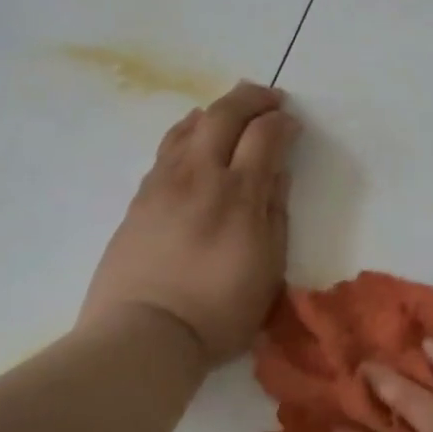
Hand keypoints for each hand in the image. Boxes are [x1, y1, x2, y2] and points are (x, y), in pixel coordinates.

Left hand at [80, 82, 297, 363]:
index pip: (264, 135)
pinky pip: (167, 148)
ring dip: (216, 110)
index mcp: (239, 194)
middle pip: (224, 115)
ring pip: (189, 126)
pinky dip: (187, 131)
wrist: (144, 334)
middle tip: (270, 98)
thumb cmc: (219, 311)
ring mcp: (163, 183)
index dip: (282, 122)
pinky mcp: (139, 198)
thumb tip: (278, 173)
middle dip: (251, 98)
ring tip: (231, 112)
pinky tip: (193, 138)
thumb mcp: (268, 268)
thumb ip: (275, 214)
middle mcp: (199, 175)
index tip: (293, 123)